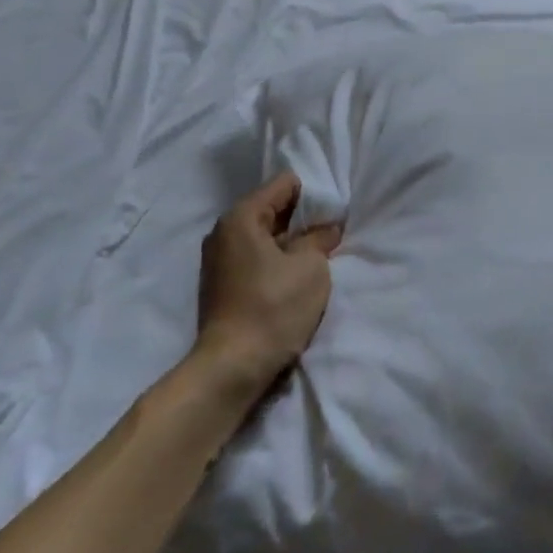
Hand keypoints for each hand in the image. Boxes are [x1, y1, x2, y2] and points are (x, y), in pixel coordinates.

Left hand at [195, 172, 339, 395]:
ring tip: (317, 256)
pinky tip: (295, 277)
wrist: (232, 368)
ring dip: (290, 243)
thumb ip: (320, 238)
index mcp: (241, 217)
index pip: (284, 184)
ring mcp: (218, 260)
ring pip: (264, 236)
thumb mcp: (310, 268)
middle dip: (303, 219)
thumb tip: (327, 228)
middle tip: (331, 233)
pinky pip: (255, 258)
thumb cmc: (273, 308)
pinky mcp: (221, 285)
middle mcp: (223, 232)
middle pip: (272, 208)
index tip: (334, 213)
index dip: (313, 194)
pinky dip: (276, 261)